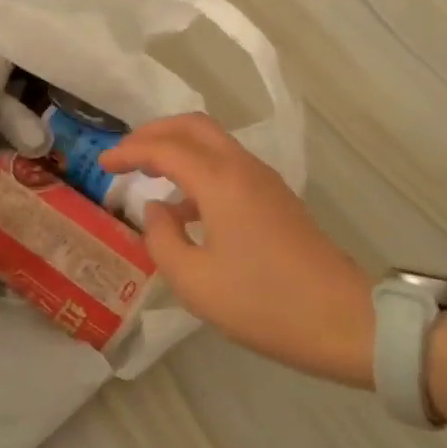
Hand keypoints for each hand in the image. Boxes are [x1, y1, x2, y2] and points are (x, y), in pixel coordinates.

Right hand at [102, 114, 375, 387]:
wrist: (344, 320)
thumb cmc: (263, 303)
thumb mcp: (195, 281)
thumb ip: (162, 238)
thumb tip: (156, 209)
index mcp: (220, 181)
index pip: (164, 147)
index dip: (128, 152)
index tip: (102, 164)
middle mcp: (243, 168)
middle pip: (193, 126)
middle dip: (154, 133)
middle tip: (124, 155)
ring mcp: (264, 181)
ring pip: (213, 143)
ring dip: (178, 148)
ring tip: (147, 174)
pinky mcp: (276, 198)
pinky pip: (228, 166)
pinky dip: (198, 170)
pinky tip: (184, 209)